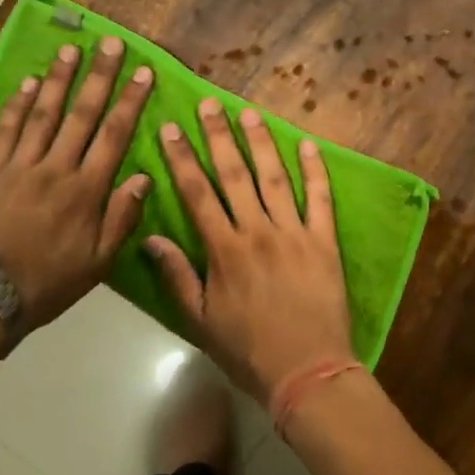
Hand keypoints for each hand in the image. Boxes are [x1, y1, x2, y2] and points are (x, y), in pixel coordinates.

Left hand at [0, 39, 153, 338]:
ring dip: (58, 79)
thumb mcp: (98, 262)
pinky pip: (6, 131)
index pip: (115, 135)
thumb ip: (122, 217)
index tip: (144, 71)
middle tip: (110, 43)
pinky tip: (27, 83)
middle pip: (82, 114)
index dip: (131, 101)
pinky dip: (17, 105)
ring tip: (70, 50)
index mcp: (87, 190)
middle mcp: (56, 168)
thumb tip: (145, 177)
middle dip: (99, 76)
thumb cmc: (49, 282)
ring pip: (43, 114)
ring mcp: (20, 166)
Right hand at [143, 99, 353, 403]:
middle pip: (234, 174)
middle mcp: (257, 231)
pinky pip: (320, 198)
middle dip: (219, 136)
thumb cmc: (248, 350)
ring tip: (250, 112)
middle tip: (210, 103)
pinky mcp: (325, 241)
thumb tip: (150, 238)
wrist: (307, 371)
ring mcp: (294, 232)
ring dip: (261, 142)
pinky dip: (316, 170)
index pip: (197, 193)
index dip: (182, 158)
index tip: (172, 127)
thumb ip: (177, 276)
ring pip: (274, 177)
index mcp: (224, 250)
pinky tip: (308, 144)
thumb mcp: (200, 321)